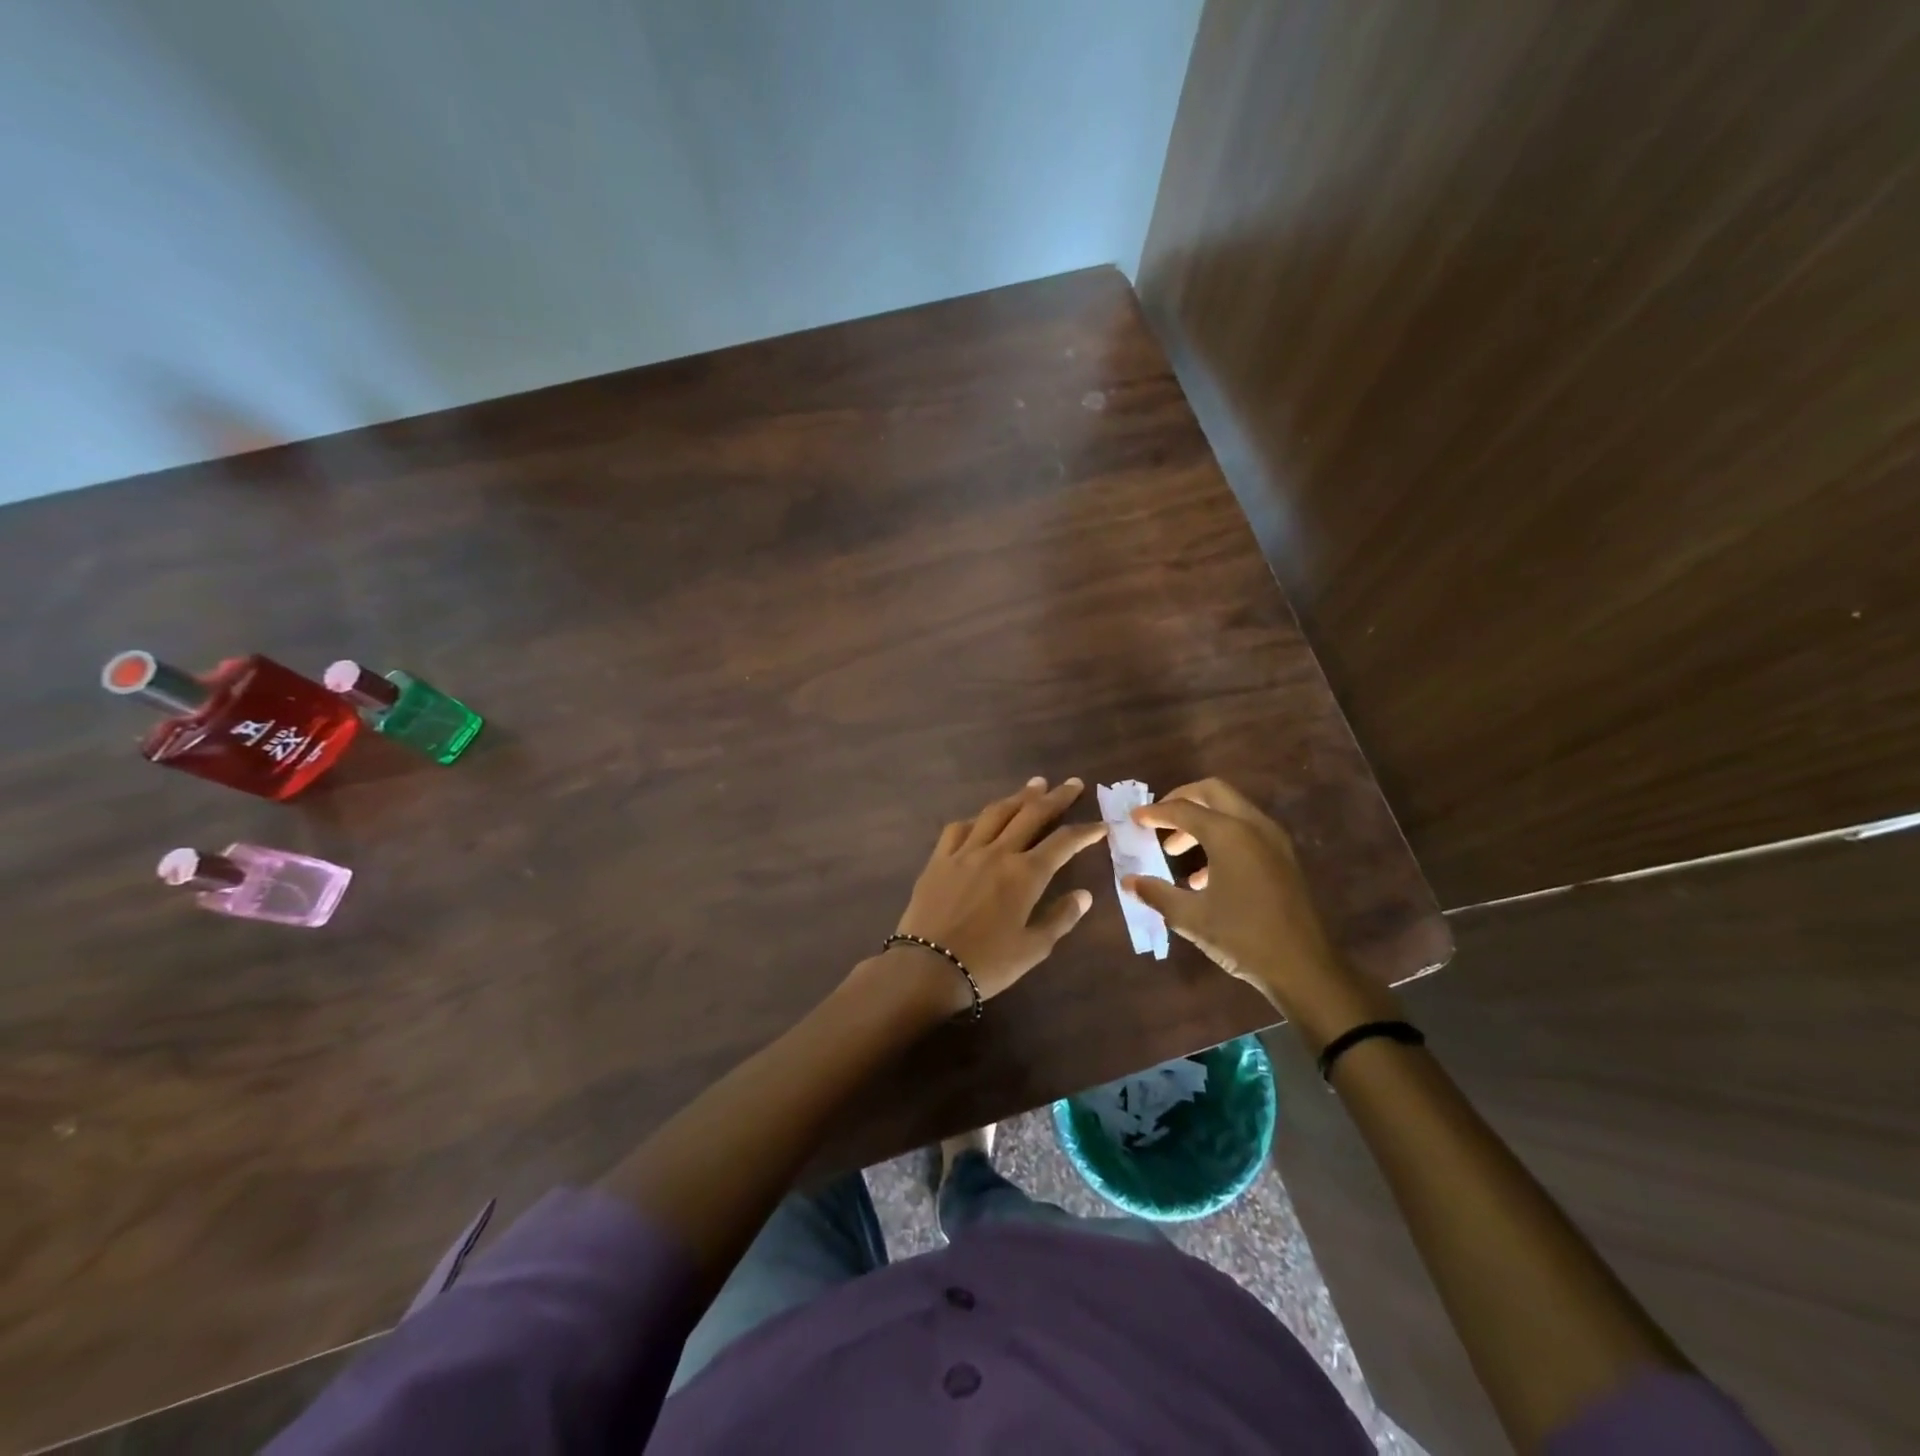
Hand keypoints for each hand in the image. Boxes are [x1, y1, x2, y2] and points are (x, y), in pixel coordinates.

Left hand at [893, 777, 1107, 1005]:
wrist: (928, 966)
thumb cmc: (987, 963)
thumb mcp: (1034, 948)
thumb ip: (1061, 918)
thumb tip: (1085, 895)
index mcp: (1025, 875)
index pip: (1063, 842)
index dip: (1085, 832)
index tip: (1101, 825)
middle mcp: (997, 853)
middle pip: (1031, 814)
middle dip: (1056, 797)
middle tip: (1072, 783)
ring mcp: (965, 852)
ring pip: (996, 813)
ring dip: (1018, 796)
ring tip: (1034, 785)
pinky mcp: (939, 859)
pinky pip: (959, 828)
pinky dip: (977, 818)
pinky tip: (983, 818)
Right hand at [1124, 778, 1370, 1036]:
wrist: (1304, 969)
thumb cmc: (1242, 938)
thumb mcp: (1190, 917)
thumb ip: (1157, 893)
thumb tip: (1129, 881)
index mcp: (1229, 834)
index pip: (1183, 809)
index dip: (1155, 812)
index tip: (1134, 818)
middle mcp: (1253, 827)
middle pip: (1212, 792)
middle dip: (1181, 800)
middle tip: (1158, 820)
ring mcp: (1273, 841)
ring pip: (1231, 811)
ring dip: (1200, 821)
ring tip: (1174, 852)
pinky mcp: (1283, 859)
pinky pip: (1246, 832)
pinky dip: (1220, 838)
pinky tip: (1203, 877)